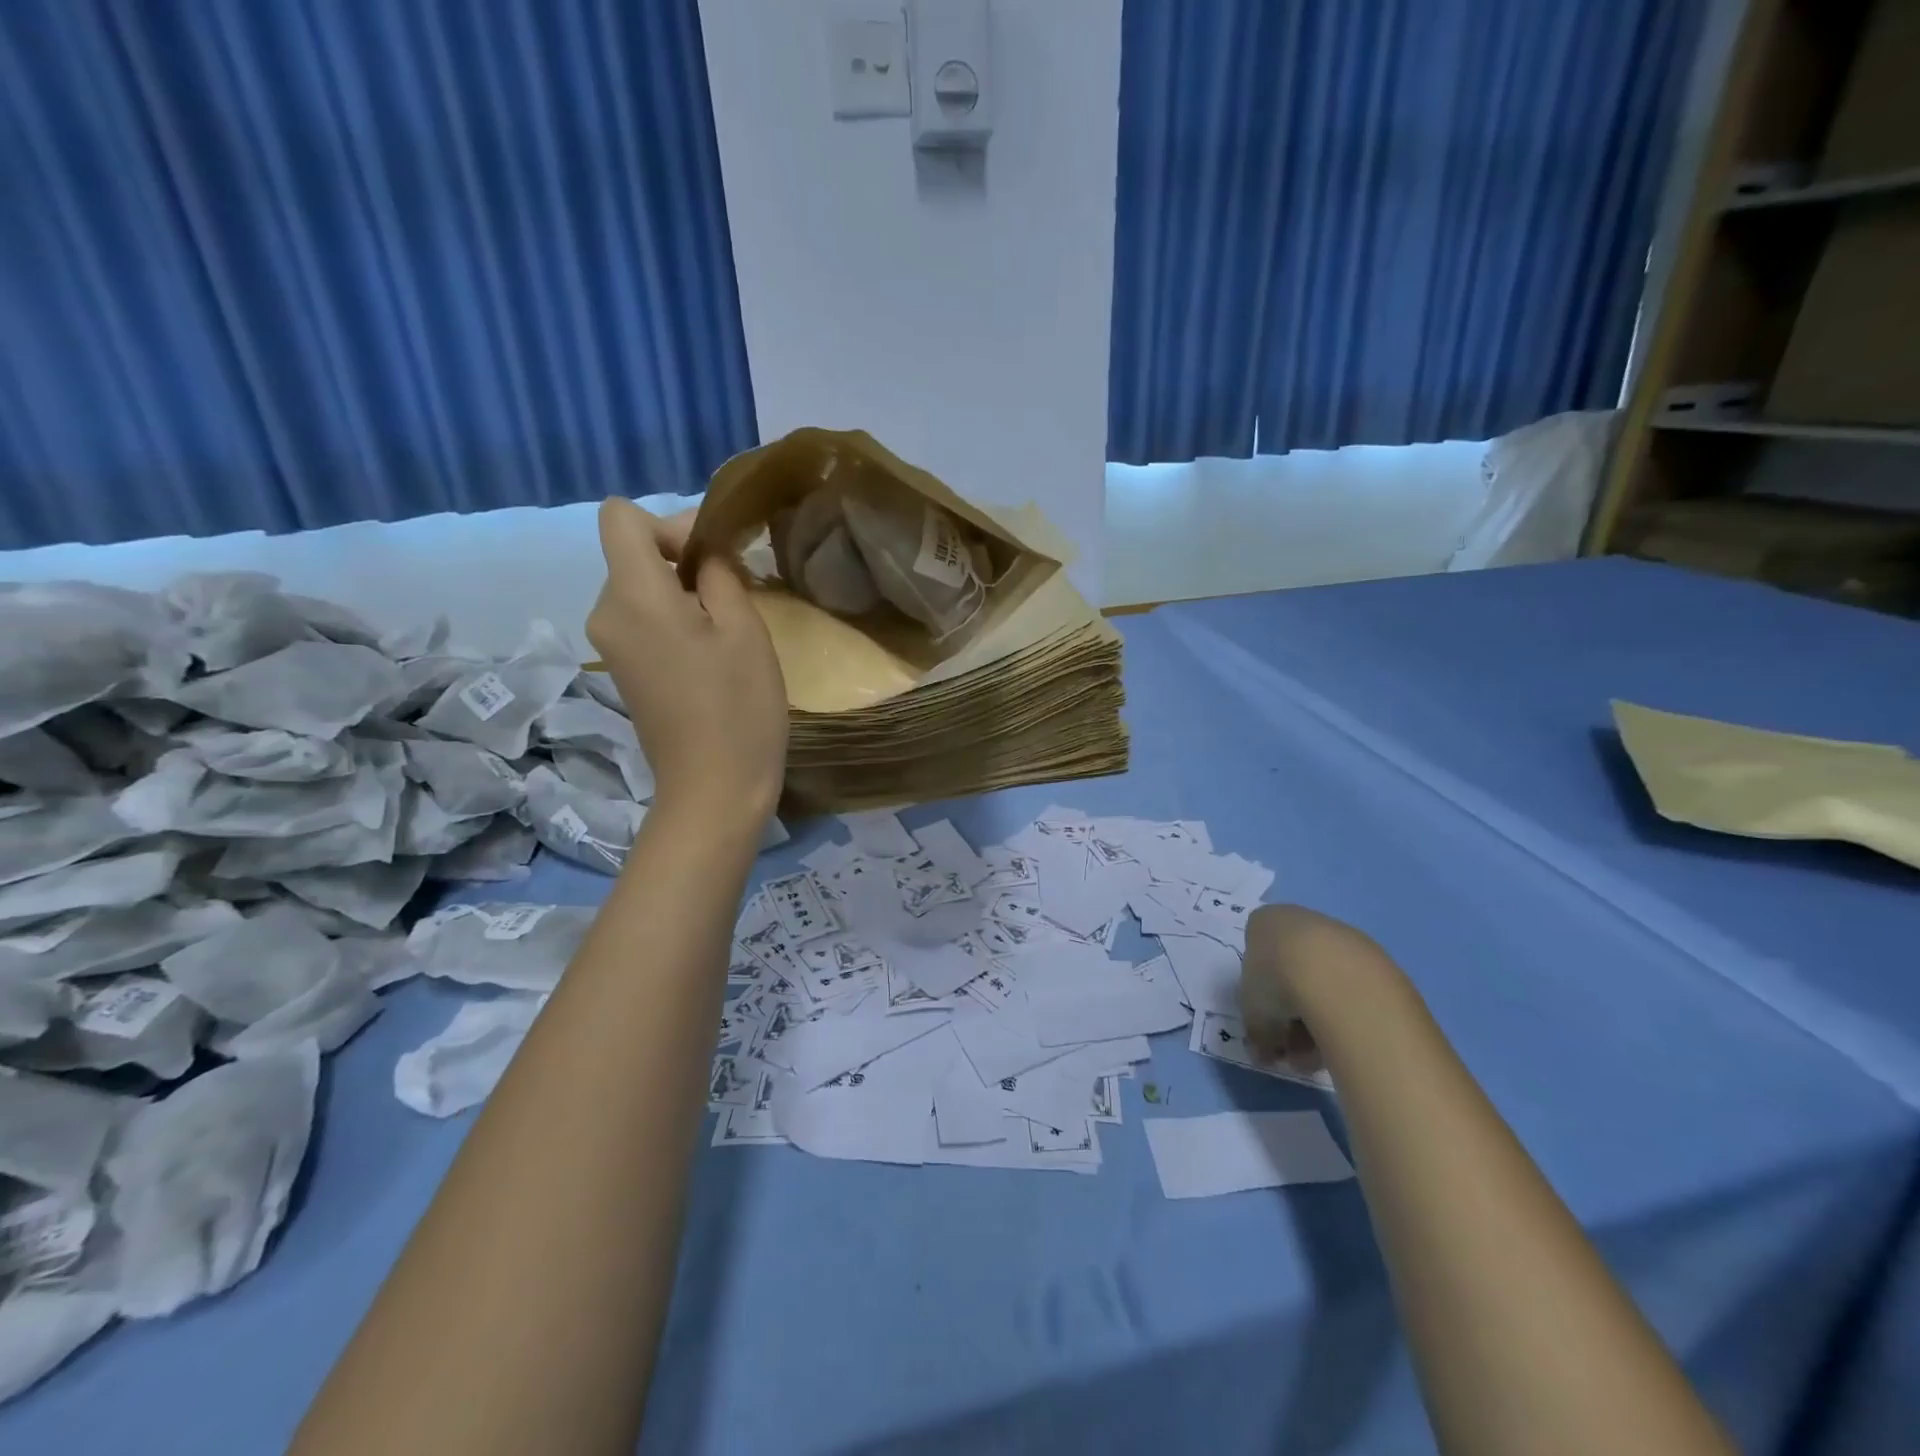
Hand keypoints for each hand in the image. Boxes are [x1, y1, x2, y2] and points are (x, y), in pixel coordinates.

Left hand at [586, 499, 787, 830]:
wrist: (714, 788)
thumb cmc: (738, 706)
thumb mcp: (744, 629)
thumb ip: (719, 574)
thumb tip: (704, 554)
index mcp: (633, 595)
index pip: (620, 517)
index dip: (668, 524)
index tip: (710, 558)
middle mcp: (606, 613)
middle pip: (632, 554)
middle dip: (682, 559)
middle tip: (736, 593)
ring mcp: (610, 646)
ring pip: (640, 588)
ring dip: (682, 593)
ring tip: (728, 629)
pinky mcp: (622, 671)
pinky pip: (641, 620)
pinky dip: (673, 621)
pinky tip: (709, 655)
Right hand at [1240, 904, 1388, 1072]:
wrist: (1340, 979)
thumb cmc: (1278, 983)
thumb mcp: (1252, 1014)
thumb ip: (1257, 1032)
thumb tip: (1263, 1052)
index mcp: (1267, 923)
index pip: (1257, 955)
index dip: (1259, 994)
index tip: (1265, 1022)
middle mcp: (1305, 922)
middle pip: (1293, 972)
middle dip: (1291, 1014)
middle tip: (1292, 1048)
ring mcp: (1346, 940)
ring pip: (1326, 985)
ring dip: (1319, 1021)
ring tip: (1318, 1058)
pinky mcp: (1380, 960)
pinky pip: (1355, 993)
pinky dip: (1347, 1018)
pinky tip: (1345, 1045)